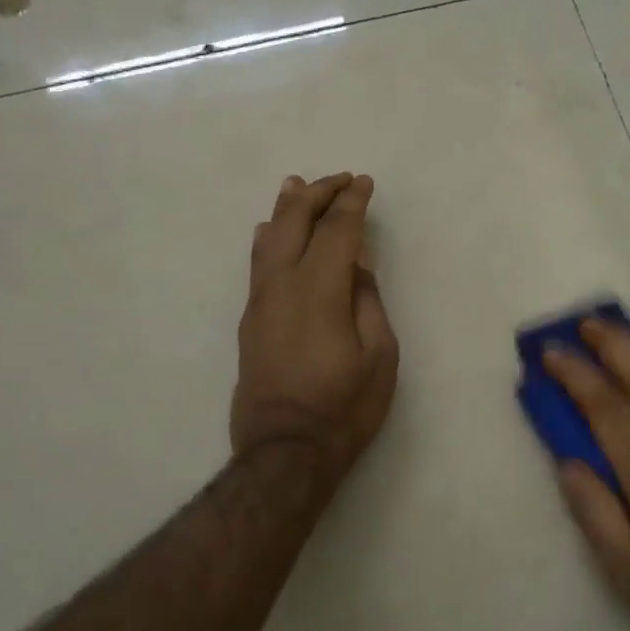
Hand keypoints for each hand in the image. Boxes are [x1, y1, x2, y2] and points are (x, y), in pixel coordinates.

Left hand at [232, 173, 398, 483]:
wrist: (286, 451)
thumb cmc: (344, 407)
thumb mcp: (378, 356)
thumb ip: (367, 302)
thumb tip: (356, 265)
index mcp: (320, 290)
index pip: (336, 231)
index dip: (352, 203)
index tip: (364, 184)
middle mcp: (283, 285)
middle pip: (295, 224)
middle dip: (318, 195)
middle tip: (339, 179)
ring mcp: (260, 302)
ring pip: (268, 239)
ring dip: (285, 209)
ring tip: (296, 185)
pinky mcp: (250, 320)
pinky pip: (257, 264)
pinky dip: (267, 238)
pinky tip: (267, 231)